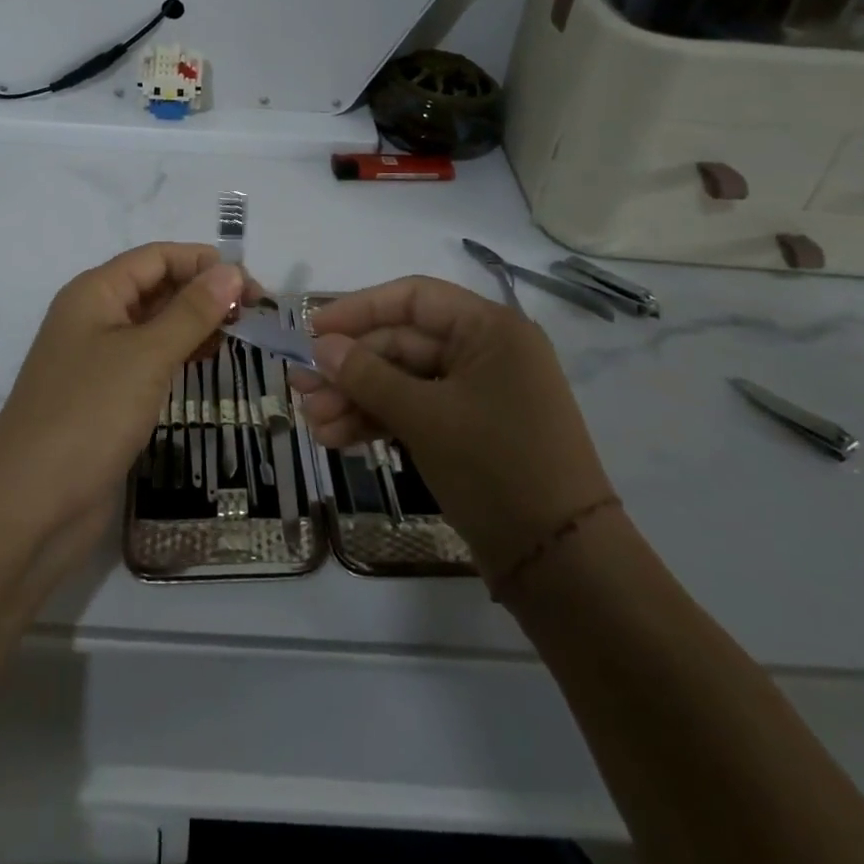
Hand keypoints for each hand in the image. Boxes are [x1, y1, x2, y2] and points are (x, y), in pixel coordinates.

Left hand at [0, 243, 249, 563]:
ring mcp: (98, 358)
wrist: (30, 505)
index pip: (157, 257)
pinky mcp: (106, 396)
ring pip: (155, 324)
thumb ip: (192, 311)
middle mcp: (94, 316)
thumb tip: (232, 269)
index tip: (252, 287)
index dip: (204, 263)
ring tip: (241, 336)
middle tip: (255, 315)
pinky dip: (180, 354)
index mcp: (95, 292)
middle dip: (204, 293)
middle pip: (157, 287)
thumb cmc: (89, 414)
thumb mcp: (146, 355)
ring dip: (196, 324)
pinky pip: (149, 360)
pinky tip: (209, 363)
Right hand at [291, 276, 612, 584]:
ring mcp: (478, 394)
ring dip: (357, 399)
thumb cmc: (497, 469)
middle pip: (402, 343)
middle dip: (350, 368)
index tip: (312, 330)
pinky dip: (379, 421)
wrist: (563, 565)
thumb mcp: (425, 418)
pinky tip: (337, 438)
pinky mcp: (470, 431)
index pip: (413, 298)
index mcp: (490, 329)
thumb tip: (320, 346)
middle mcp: (486, 352)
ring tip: (312, 423)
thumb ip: (368, 375)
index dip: (359, 310)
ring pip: (403, 381)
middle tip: (301, 389)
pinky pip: (416, 411)